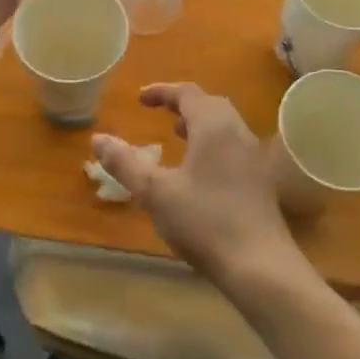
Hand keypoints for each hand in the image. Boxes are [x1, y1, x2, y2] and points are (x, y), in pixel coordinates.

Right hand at [93, 83, 300, 292]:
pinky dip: (212, 144)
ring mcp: (254, 157)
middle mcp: (238, 132)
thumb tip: (98, 138)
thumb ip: (126, 163)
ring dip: (199, 124)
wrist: (261, 266)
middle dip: (182, 105)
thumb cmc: (205, 221)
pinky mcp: (261, 181)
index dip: (162, 92)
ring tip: (177, 136)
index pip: (187, 93)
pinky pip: (233, 146)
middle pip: (210, 105)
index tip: (139, 99)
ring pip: (225, 126)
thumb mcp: (155, 192)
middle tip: (159, 113)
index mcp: (214, 126)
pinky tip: (199, 171)